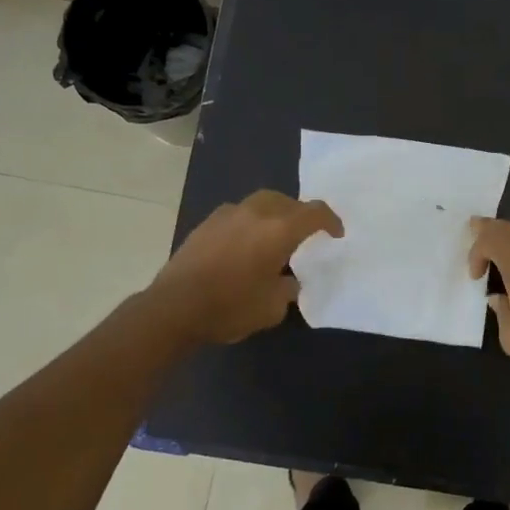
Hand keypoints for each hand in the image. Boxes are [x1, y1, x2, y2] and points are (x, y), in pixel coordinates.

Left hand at [147, 190, 342, 344]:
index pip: (315, 213)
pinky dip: (250, 222)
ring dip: (274, 214)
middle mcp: (255, 214)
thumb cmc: (230, 308)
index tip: (336, 234)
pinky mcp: (206, 224)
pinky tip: (245, 245)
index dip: (330, 220)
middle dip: (300, 214)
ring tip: (274, 237)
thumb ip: (287, 289)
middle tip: (305, 233)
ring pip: (260, 203)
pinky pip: (239, 214)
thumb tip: (287, 281)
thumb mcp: (272, 308)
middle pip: (286, 201)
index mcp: (279, 231)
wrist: (174, 308)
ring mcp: (227, 215)